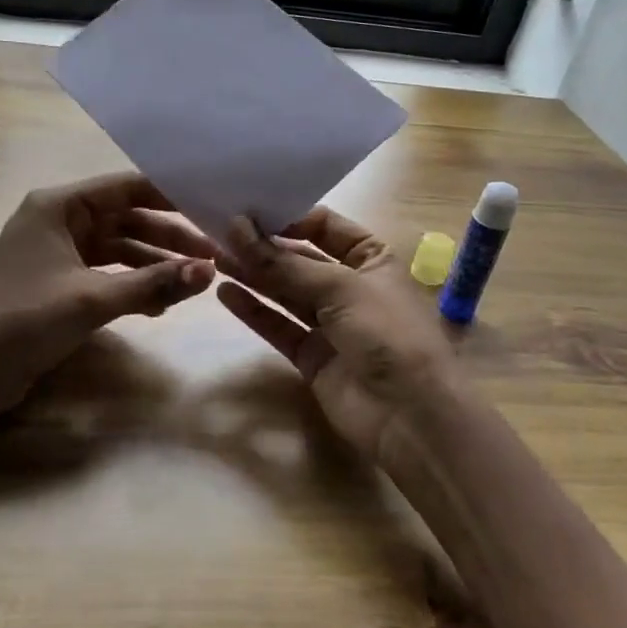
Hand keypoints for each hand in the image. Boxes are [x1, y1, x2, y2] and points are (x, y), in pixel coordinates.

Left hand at [0, 172, 216, 410]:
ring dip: (154, 265)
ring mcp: (60, 253)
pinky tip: (161, 305)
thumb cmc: (25, 319)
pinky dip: (133, 285)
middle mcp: (60, 220)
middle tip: (213, 255)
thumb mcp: (93, 299)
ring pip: (120, 249)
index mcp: (59, 205)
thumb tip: (209, 272)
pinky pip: (108, 274)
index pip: (126, 187)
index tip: (211, 207)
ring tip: (195, 282)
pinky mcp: (61, 283)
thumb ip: (153, 283)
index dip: (170, 195)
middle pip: (127, 219)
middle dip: (168, 238)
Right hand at [216, 208, 462, 465]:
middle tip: (218, 232)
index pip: (323, 226)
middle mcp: (349, 285)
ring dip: (253, 274)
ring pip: (285, 291)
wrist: (412, 418)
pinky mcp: (311, 355)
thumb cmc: (388, 334)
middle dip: (262, 246)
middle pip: (299, 258)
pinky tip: (226, 293)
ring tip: (215, 257)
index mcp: (372, 257)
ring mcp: (330, 322)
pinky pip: (279, 326)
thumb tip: (236, 227)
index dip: (287, 217)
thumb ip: (284, 262)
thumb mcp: (340, 288)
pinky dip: (254, 311)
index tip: (245, 209)